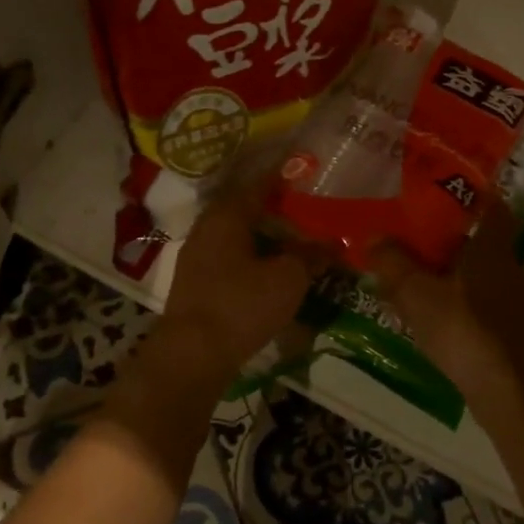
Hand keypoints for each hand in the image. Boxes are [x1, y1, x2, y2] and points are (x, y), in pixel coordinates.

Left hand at [149, 173, 327, 394]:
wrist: (192, 355)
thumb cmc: (241, 305)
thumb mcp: (287, 279)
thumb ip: (310, 256)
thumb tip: (331, 242)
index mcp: (227, 214)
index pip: (259, 183)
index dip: (284, 175)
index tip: (305, 168)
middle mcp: (208, 226)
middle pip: (246, 207)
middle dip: (275, 206)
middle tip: (306, 205)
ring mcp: (198, 254)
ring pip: (237, 233)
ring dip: (264, 233)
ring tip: (294, 237)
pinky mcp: (196, 281)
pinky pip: (230, 256)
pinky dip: (252, 254)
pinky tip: (271, 267)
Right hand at [369, 203, 523, 421]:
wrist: (512, 394)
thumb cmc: (465, 330)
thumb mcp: (417, 293)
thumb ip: (393, 262)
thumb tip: (373, 236)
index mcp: (494, 251)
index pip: (494, 210)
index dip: (475, 200)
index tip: (450, 196)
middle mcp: (514, 272)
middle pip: (484, 247)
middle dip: (453, 247)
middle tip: (418, 248)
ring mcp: (521, 308)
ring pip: (484, 282)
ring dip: (457, 282)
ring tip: (422, 290)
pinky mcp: (519, 339)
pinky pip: (488, 312)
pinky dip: (466, 311)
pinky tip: (441, 327)